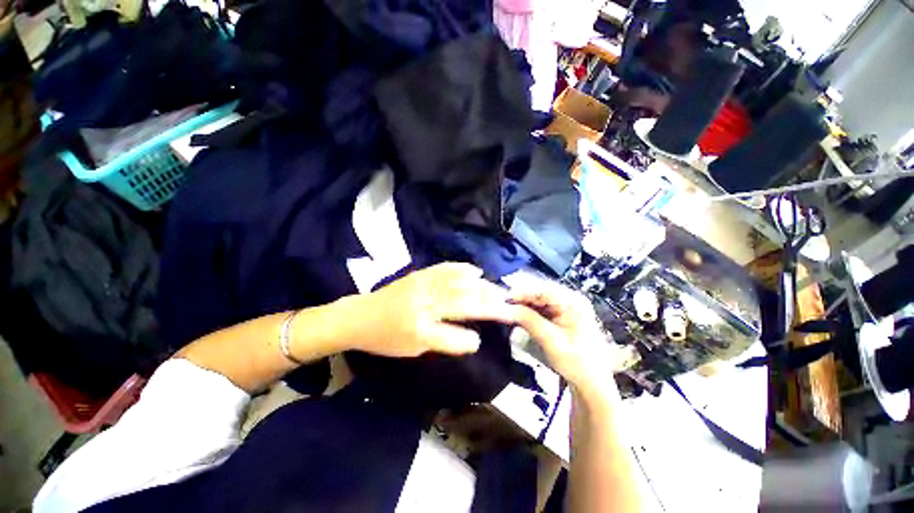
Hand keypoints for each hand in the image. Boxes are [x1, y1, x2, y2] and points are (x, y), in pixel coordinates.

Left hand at [348, 263, 517, 357]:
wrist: (360, 315)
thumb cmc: (386, 338)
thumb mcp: (414, 349)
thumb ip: (444, 343)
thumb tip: (474, 339)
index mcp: (419, 329)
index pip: (457, 333)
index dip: (478, 331)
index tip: (497, 327)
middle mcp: (424, 304)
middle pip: (464, 301)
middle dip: (490, 302)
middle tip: (510, 304)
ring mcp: (422, 285)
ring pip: (460, 283)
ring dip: (483, 286)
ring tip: (499, 290)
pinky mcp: (420, 274)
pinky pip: (446, 268)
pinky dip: (464, 269)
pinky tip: (477, 271)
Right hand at [509, 283, 617, 397]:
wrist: (592, 384)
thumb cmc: (576, 362)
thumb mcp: (550, 340)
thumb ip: (528, 320)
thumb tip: (505, 308)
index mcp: (573, 302)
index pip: (543, 291)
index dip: (521, 293)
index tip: (504, 299)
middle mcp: (571, 299)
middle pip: (540, 294)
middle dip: (521, 299)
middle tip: (503, 304)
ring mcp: (567, 307)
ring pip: (539, 301)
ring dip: (523, 305)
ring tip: (507, 309)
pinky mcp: (562, 316)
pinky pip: (542, 309)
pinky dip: (529, 312)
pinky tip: (519, 316)